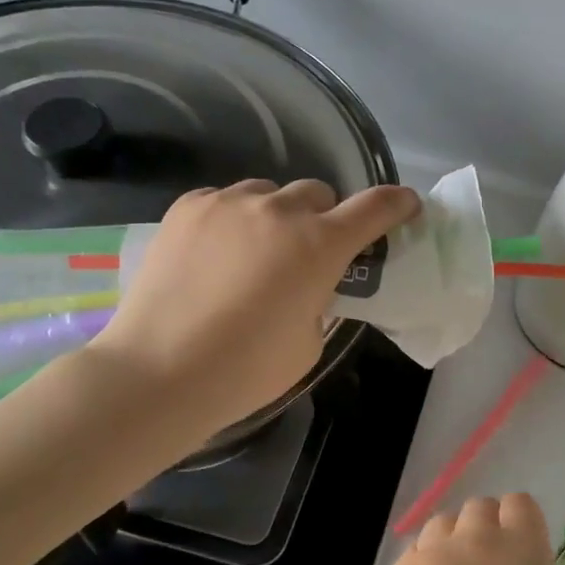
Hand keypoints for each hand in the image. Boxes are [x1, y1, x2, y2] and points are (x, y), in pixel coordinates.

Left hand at [95, 178, 419, 434]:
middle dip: (323, 219)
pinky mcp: (187, 208)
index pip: (374, 208)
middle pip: (318, 193)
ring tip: (255, 254)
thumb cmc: (246, 370)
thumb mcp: (309, 341)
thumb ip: (320, 298)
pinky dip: (234, 220)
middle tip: (309, 254)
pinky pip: (225, 201)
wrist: (158, 372)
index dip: (397, 204)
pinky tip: (216, 255)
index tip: (406, 206)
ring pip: (268, 193)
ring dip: (276, 217)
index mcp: (319, 246)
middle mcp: (277, 211)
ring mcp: (227, 203)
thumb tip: (308, 283)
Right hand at [378, 494, 564, 564]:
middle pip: (442, 526)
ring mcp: (477, 541)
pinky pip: (519, 504)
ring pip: (479, 508)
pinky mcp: (521, 539)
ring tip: (512, 564)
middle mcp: (432, 556)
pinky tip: (531, 548)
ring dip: (491, 530)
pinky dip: (522, 520)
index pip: (413, 561)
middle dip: (460, 548)